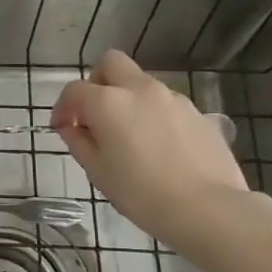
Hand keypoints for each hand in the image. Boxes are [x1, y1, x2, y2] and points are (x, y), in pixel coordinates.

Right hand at [51, 50, 250, 245]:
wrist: (208, 209)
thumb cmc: (141, 193)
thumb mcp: (97, 171)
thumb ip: (78, 142)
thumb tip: (72, 128)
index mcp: (108, 102)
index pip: (74, 90)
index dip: (63, 108)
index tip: (63, 129)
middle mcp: (140, 90)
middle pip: (111, 63)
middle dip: (97, 82)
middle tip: (95, 114)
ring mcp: (173, 98)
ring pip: (140, 83)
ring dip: (127, 99)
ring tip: (129, 136)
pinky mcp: (197, 113)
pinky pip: (165, 103)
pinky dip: (153, 114)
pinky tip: (158, 146)